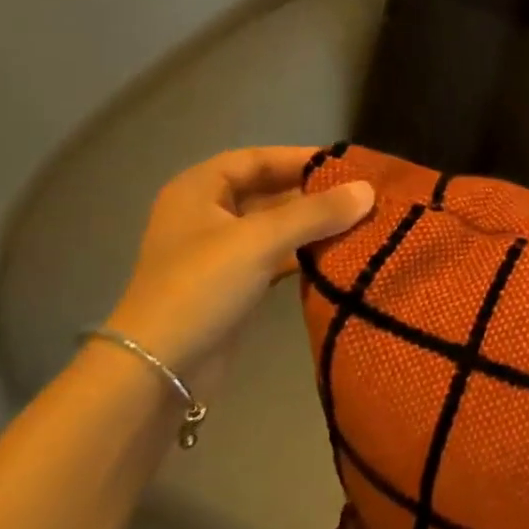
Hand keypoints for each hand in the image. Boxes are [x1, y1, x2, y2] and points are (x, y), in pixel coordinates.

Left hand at [102, 148, 373, 386]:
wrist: (159, 370)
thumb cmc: (202, 287)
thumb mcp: (260, 240)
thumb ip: (316, 213)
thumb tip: (368, 190)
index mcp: (199, 189)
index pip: (258, 159)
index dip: (301, 158)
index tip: (347, 165)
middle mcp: (206, 214)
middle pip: (268, 191)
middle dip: (313, 194)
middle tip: (362, 196)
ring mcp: (218, 252)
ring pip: (274, 226)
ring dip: (312, 225)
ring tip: (360, 222)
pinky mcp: (232, 285)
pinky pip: (274, 257)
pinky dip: (303, 254)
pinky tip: (339, 255)